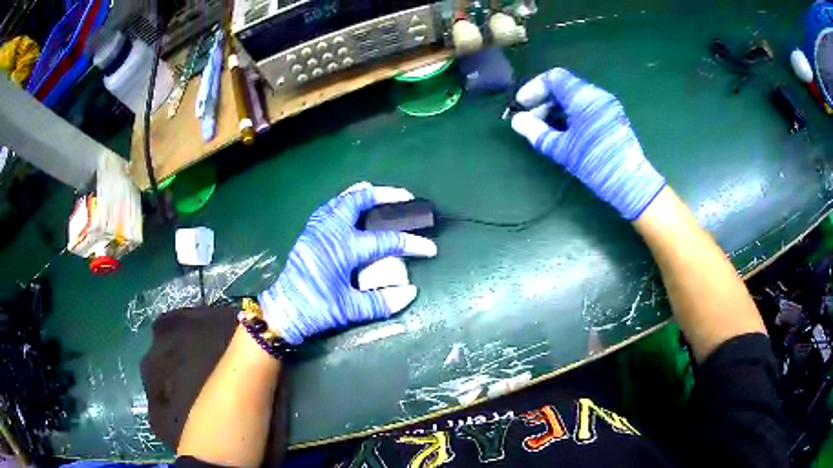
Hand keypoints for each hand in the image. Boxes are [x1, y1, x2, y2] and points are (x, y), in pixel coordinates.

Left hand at [258, 182, 436, 344]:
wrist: (283, 310)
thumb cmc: (316, 310)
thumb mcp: (350, 310)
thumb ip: (381, 302)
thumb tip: (411, 292)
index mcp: (343, 249)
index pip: (386, 241)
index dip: (412, 244)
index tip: (430, 248)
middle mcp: (330, 231)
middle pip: (359, 201)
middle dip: (385, 195)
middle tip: (405, 196)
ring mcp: (317, 229)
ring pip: (342, 199)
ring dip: (363, 194)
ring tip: (380, 194)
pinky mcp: (309, 232)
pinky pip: (330, 207)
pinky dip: (345, 201)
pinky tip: (351, 207)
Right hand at [511, 68, 665, 219]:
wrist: (630, 182)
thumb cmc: (595, 163)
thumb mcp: (562, 149)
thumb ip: (536, 132)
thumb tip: (517, 121)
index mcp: (584, 98)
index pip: (554, 78)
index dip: (533, 87)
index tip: (522, 104)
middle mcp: (597, 95)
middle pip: (564, 86)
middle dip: (543, 100)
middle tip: (530, 119)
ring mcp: (607, 106)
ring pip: (575, 96)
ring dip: (556, 107)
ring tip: (545, 127)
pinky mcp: (613, 117)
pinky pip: (586, 106)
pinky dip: (570, 113)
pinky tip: (564, 131)